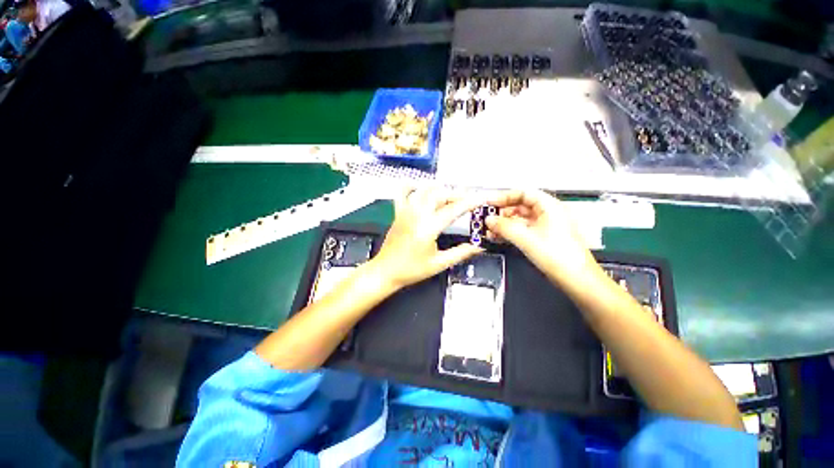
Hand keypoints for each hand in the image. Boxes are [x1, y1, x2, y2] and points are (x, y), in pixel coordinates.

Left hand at [371, 188, 483, 290]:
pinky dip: (413, 186)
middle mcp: (417, 214)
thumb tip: (478, 246)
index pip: (453, 209)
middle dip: (456, 194)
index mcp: (428, 227)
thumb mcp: (439, 264)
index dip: (470, 202)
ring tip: (450, 196)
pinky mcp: (398, 212)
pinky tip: (421, 188)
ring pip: (424, 190)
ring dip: (439, 189)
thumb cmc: (411, 269)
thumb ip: (460, 253)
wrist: (386, 271)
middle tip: (467, 201)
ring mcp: (406, 211)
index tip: (481, 198)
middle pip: (439, 194)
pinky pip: (403, 192)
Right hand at [485, 190, 596, 278]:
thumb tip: (489, 220)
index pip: (523, 193)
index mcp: (549, 207)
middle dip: (502, 212)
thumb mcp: (526, 238)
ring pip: (519, 220)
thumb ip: (505, 227)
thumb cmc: (560, 256)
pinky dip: (510, 233)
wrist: (576, 279)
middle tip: (487, 218)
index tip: (490, 202)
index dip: (504, 196)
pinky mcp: (541, 238)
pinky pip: (522, 230)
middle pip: (520, 206)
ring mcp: (545, 227)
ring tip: (490, 230)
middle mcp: (548, 214)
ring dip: (504, 224)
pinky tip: (498, 237)